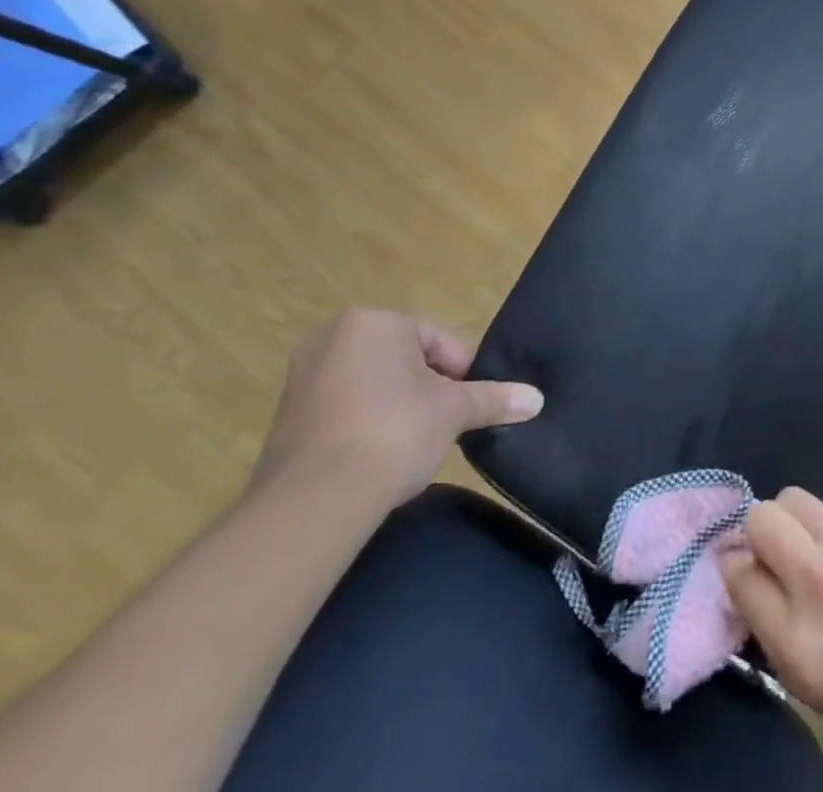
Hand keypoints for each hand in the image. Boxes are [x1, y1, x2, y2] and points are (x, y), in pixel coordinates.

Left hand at [253, 309, 541, 510]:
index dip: (461, 373)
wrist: (313, 501)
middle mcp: (333, 338)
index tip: (470, 405)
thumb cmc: (394, 431)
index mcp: (375, 322)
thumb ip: (494, 398)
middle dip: (427, 388)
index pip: (437, 340)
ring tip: (413, 443)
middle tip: (444, 422)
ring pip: (372, 384)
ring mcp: (303, 378)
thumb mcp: (454, 411)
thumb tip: (536, 399)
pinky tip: (378, 456)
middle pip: (403, 359)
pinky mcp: (285, 418)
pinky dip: (364, 426)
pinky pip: (343, 410)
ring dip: (396, 407)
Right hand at [722, 488, 822, 789]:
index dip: (738, 575)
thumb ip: (786, 637)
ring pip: (794, 497)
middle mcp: (819, 583)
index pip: (737, 575)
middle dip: (758, 535)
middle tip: (778, 560)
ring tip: (814, 549)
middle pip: (760, 519)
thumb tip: (761, 593)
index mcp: (800, 645)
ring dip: (793, 521)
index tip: (748, 582)